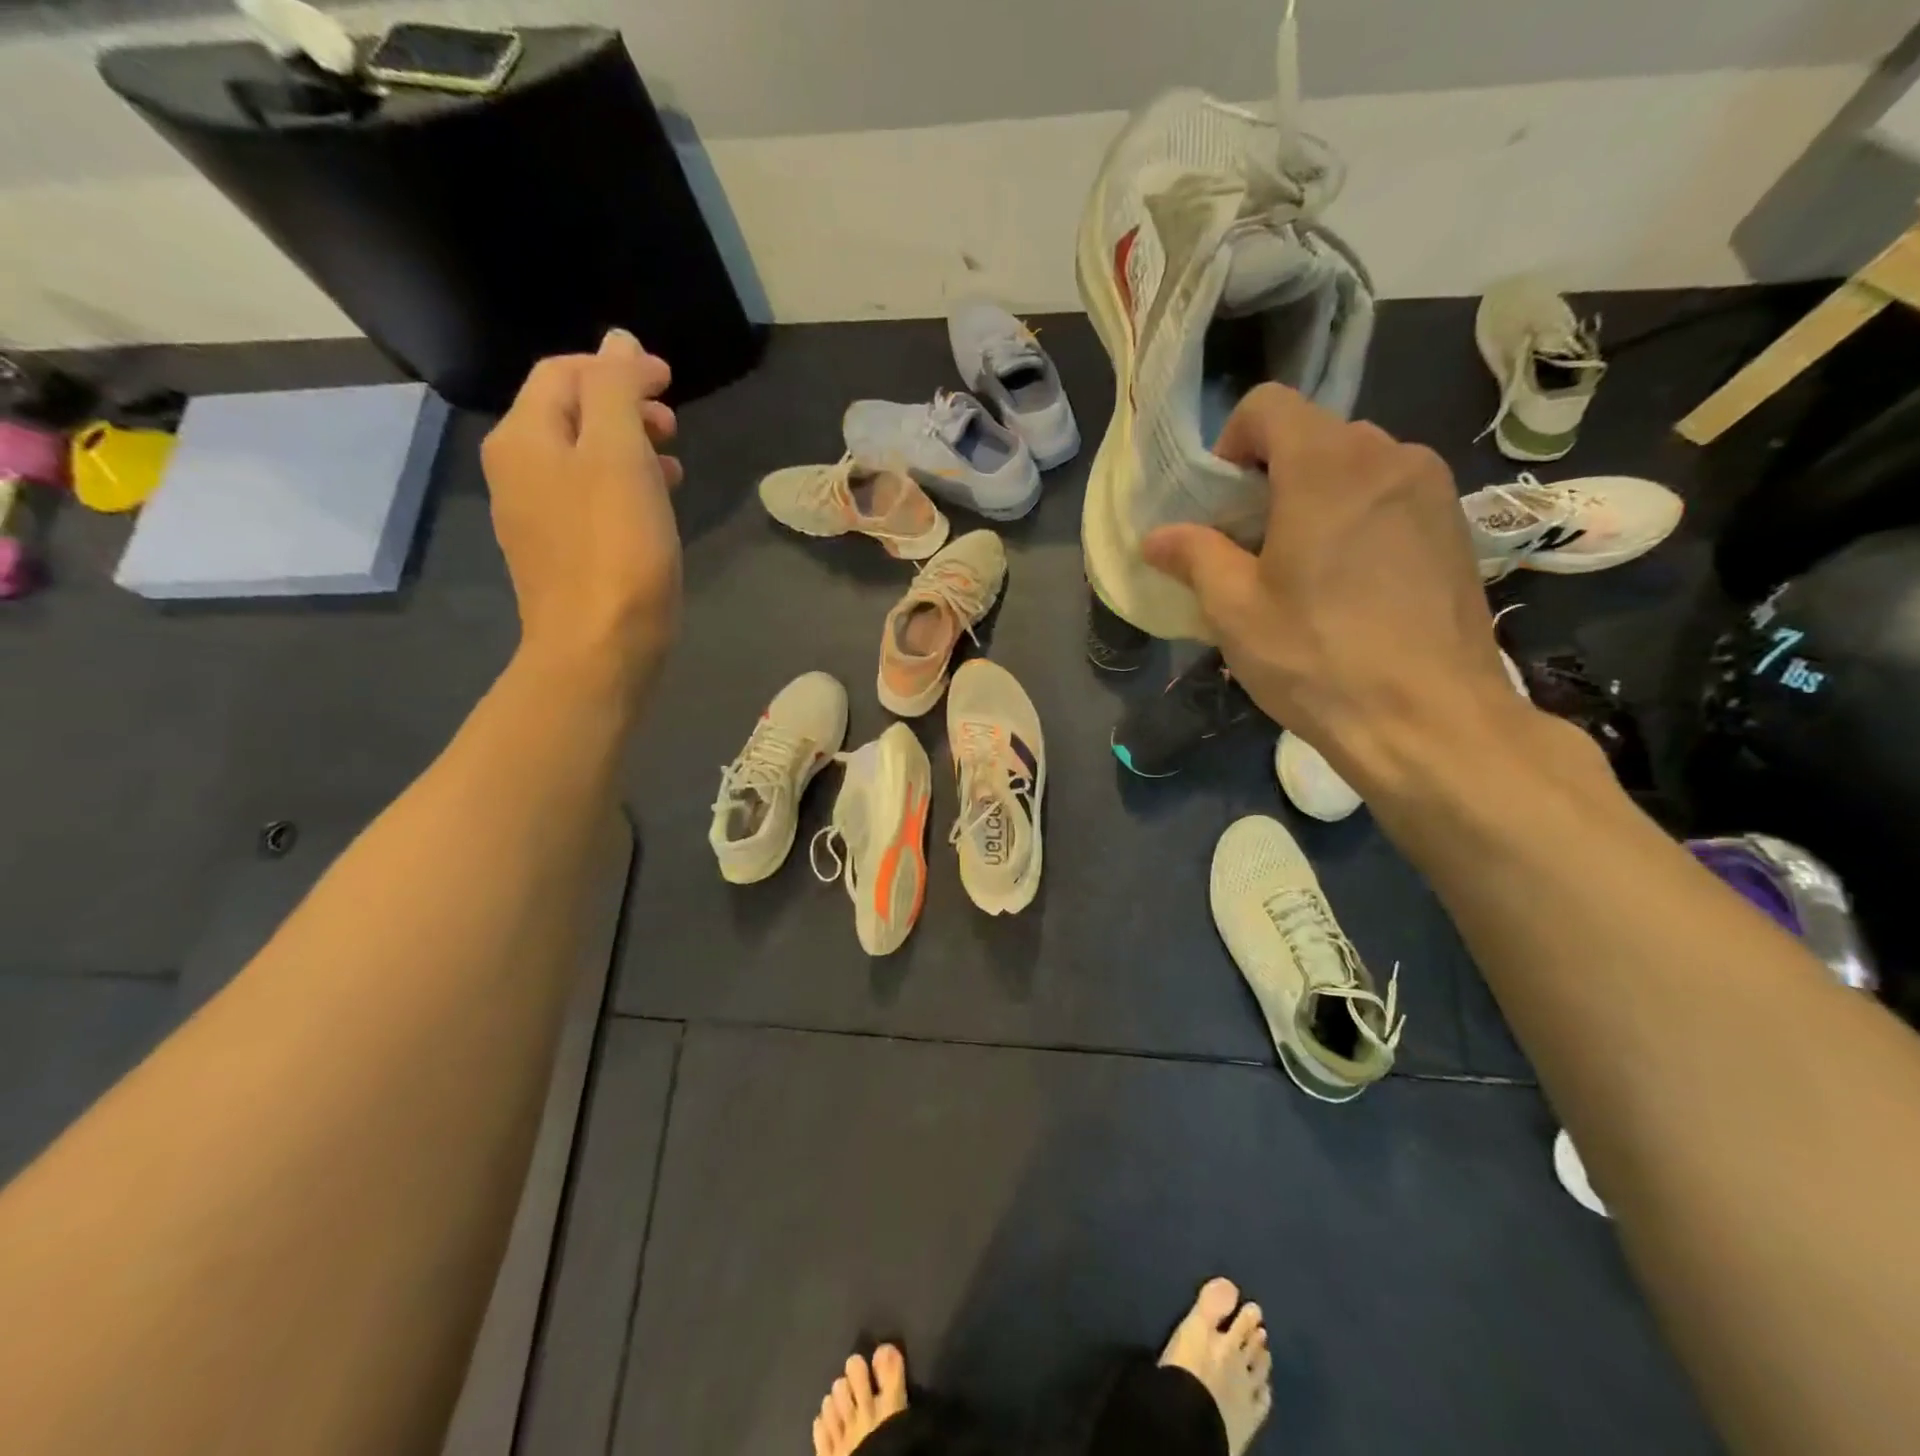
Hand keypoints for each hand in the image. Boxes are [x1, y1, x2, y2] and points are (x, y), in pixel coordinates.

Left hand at [483, 329, 683, 698]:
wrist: (599, 648)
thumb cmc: (616, 548)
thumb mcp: (621, 455)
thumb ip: (616, 389)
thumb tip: (618, 342)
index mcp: (524, 438)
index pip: (565, 373)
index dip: (617, 367)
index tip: (670, 383)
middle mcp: (517, 470)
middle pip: (571, 414)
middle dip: (624, 407)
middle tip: (674, 427)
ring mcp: (534, 516)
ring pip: (583, 459)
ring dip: (629, 449)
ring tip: (674, 465)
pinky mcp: (559, 554)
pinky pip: (588, 500)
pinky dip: (623, 488)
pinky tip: (656, 509)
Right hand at [1142, 384, 1522, 798]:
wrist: (1429, 720)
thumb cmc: (1317, 658)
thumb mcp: (1235, 610)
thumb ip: (1194, 557)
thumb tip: (1157, 538)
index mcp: (1327, 465)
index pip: (1269, 406)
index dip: (1231, 444)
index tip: (1222, 505)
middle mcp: (1389, 456)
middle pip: (1314, 436)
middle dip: (1272, 477)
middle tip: (1251, 544)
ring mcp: (1432, 490)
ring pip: (1356, 468)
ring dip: (1316, 499)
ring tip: (1300, 569)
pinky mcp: (1456, 528)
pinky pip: (1391, 498)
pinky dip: (1357, 520)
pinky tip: (1349, 586)